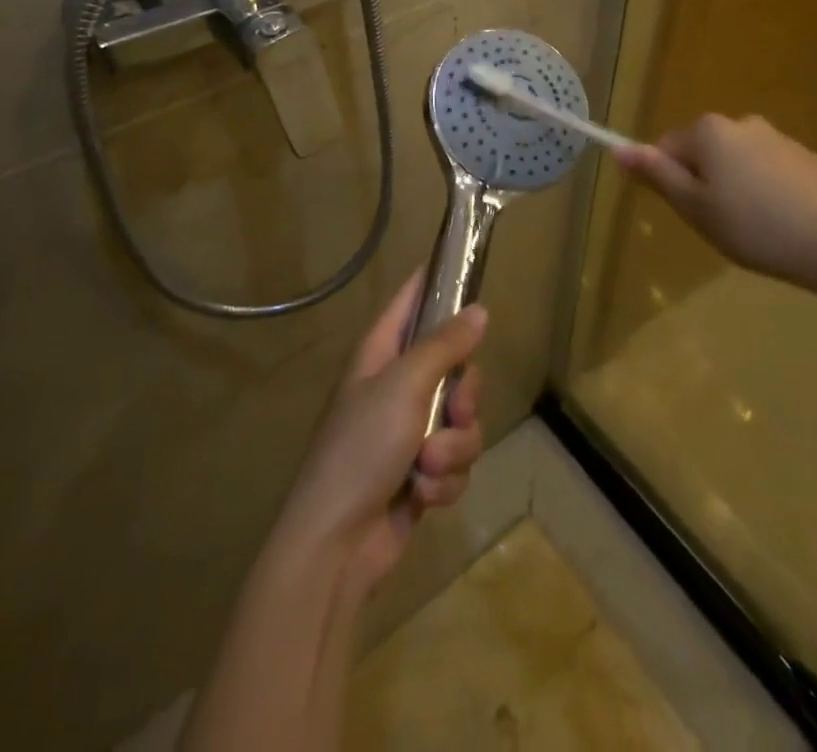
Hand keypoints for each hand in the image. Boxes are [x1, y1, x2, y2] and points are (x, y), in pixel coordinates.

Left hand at [282, 271, 488, 592]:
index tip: (469, 270)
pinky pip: (456, 461)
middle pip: (456, 366)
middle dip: (464, 395)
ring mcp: (410, 431)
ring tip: (428, 466)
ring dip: (454, 447)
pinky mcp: (423, 473)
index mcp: (381, 353)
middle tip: (455, 409)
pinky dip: (445, 480)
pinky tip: (423, 495)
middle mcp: (397, 385)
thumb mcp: (405, 385)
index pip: (411, 300)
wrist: (336, 545)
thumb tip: (479, 309)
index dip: (437, 282)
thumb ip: (445, 345)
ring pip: (463, 419)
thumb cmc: (362, 448)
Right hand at [616, 114, 816, 296]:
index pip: (667, 148)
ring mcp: (780, 138)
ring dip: (736, 187)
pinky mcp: (809, 159)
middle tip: (719, 224)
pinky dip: (768, 192)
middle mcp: (742, 123)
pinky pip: (771, 171)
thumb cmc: (754, 227)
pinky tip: (783, 223)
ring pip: (738, 162)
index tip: (690, 213)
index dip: (670, 182)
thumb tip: (618, 148)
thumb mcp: (694, 207)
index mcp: (709, 131)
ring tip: (754, 229)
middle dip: (704, 183)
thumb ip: (656, 174)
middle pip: (704, 152)